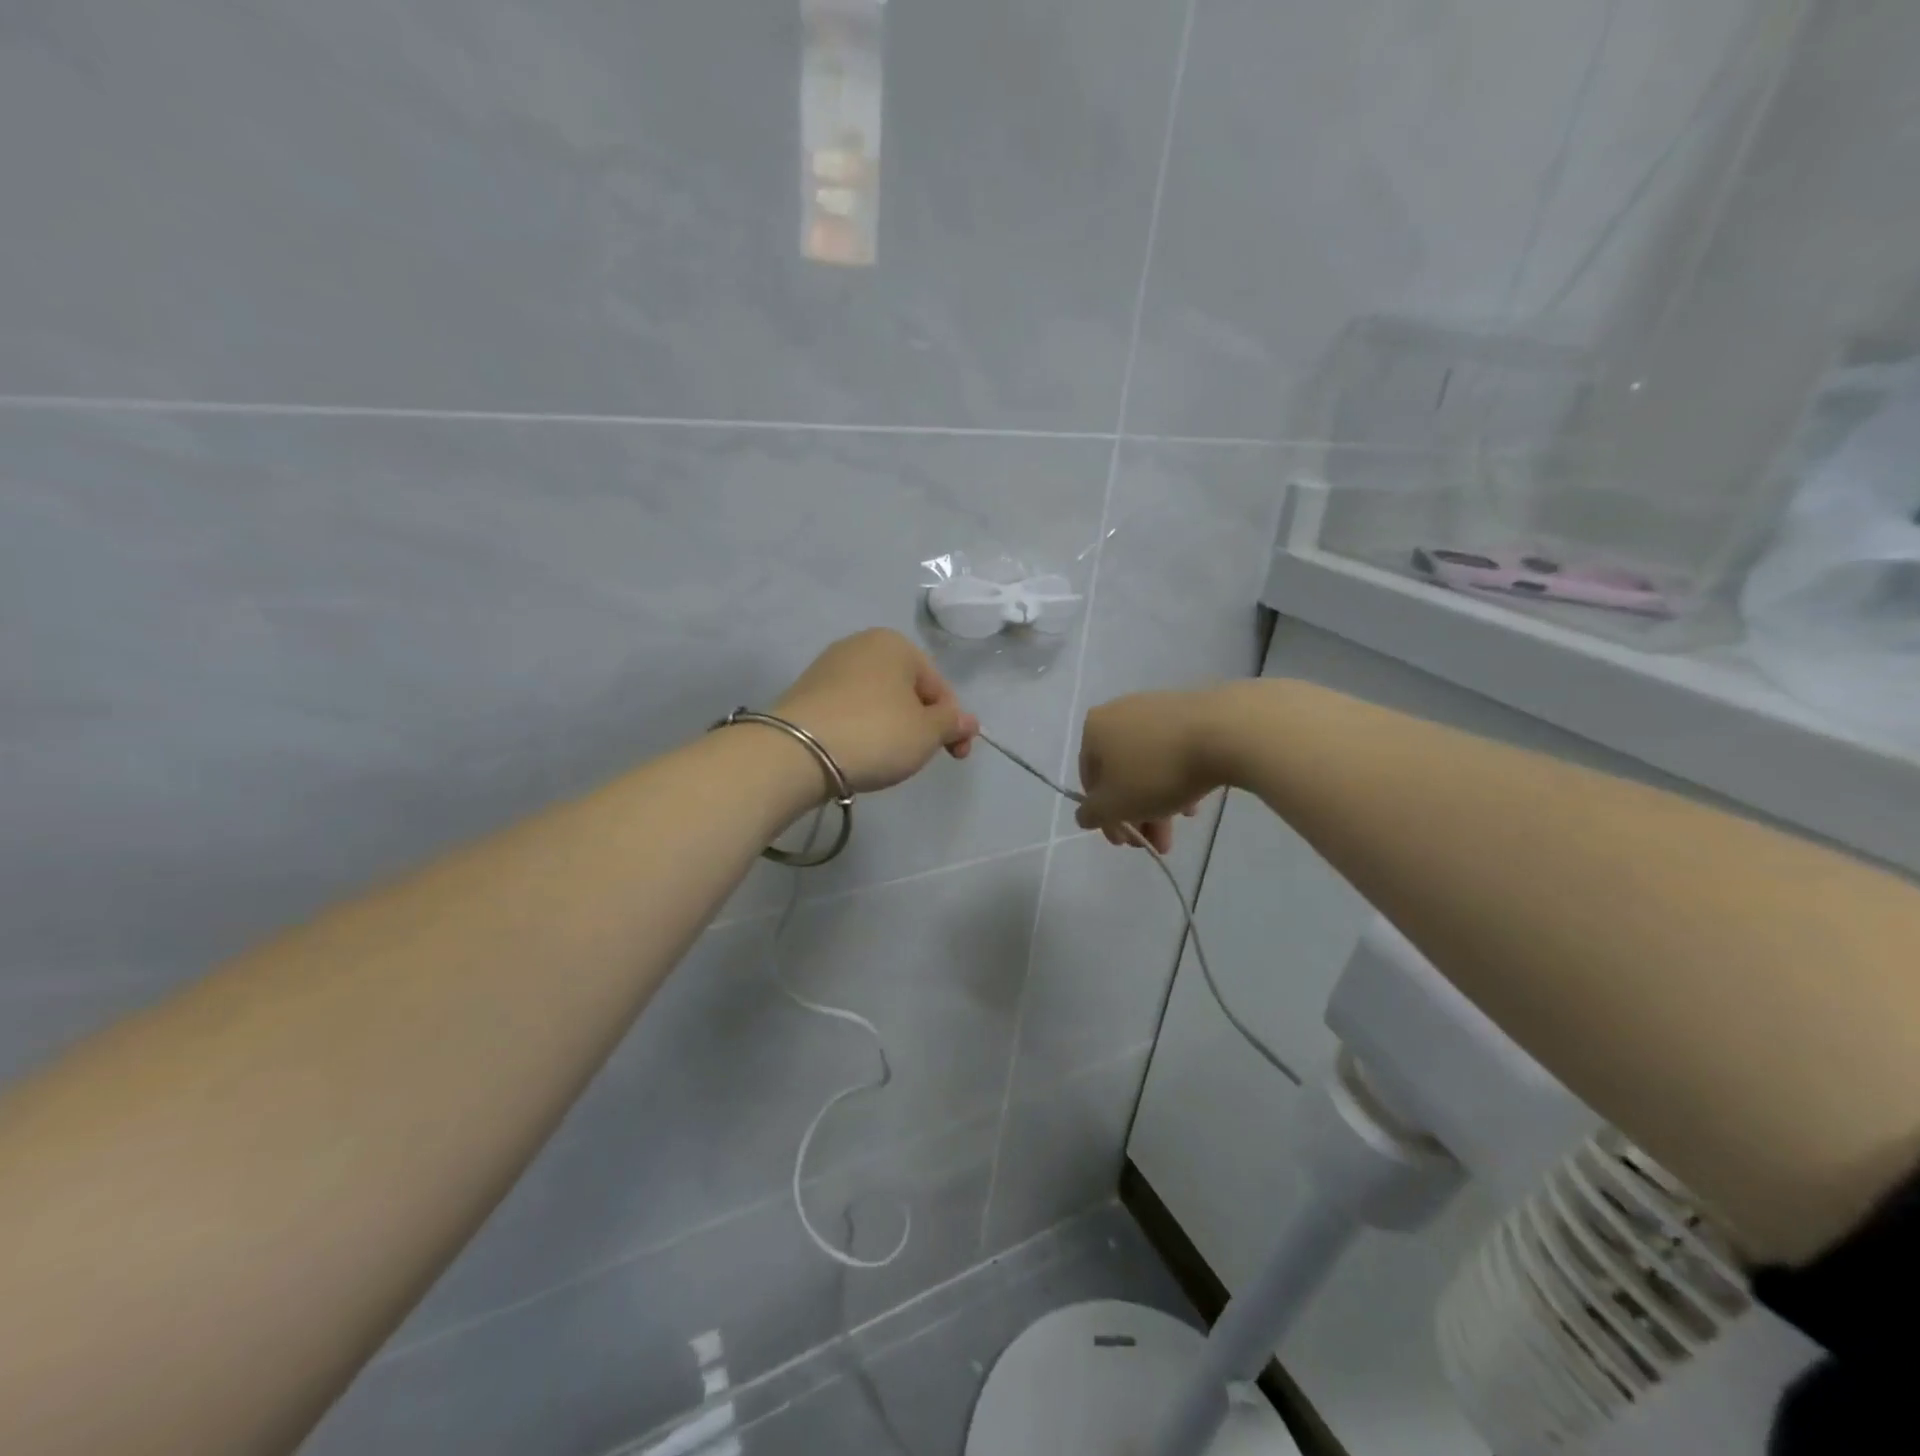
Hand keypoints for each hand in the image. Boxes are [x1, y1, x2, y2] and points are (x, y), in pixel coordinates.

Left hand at [774, 629, 978, 794]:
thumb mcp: (927, 732)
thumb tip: (968, 721)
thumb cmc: (876, 733)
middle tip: (917, 757)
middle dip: (919, 723)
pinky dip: (860, 729)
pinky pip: (848, 710)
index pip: (939, 686)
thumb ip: (952, 723)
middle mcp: (860, 644)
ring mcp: (828, 666)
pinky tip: (856, 753)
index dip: (952, 723)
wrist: (797, 751)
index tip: (955, 755)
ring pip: (877, 701)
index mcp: (895, 643)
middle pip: (906, 690)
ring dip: (889, 727)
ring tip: (883, 758)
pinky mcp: (805, 692)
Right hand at [1074, 689, 1224, 853]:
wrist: (1224, 732)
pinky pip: (1173, 751)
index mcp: (1094, 729)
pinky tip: (1193, 804)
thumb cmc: (1157, 771)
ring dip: (1157, 801)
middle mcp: (1119, 712)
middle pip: (1121, 773)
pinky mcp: (1189, 710)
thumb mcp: (1115, 805)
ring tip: (1177, 829)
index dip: (1105, 816)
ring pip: (1148, 764)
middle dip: (1136, 814)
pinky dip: (1177, 778)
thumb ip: (1092, 814)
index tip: (1124, 842)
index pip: (1089, 779)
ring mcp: (1156, 708)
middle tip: (1153, 843)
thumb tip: (1085, 814)